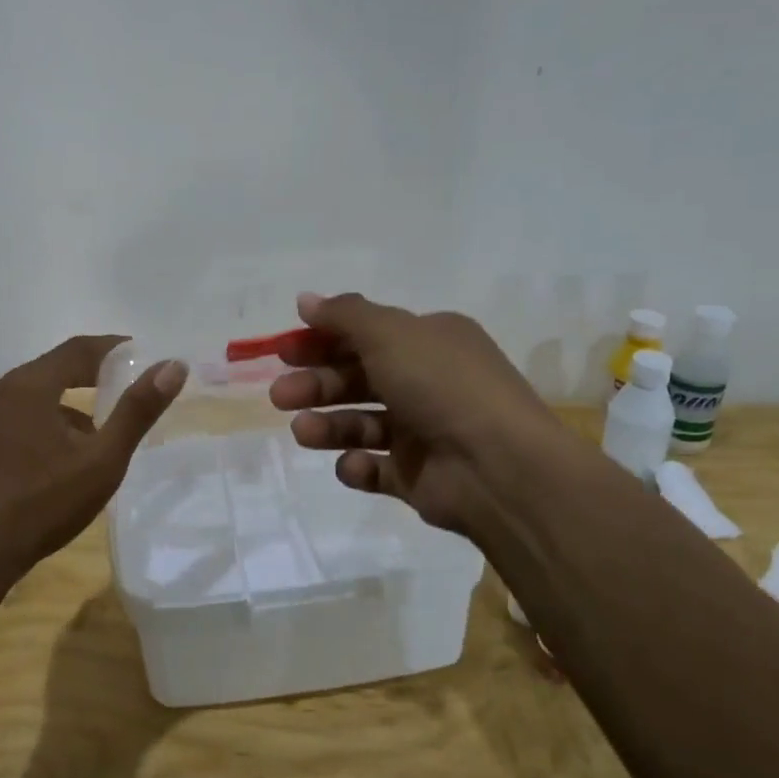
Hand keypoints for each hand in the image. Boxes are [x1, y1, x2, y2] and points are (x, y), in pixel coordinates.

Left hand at [0, 336, 186, 579]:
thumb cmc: (41, 504)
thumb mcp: (101, 459)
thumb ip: (137, 410)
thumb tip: (173, 366)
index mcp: (28, 385)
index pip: (78, 349)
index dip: (113, 348)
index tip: (141, 352)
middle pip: (52, 369)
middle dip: (91, 376)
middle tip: (125, 387)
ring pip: (32, 397)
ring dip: (66, 404)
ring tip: (96, 430)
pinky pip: (14, 418)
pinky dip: (42, 422)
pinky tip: (57, 457)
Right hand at [269, 293, 571, 541]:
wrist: (498, 468)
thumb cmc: (442, 386)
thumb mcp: (390, 335)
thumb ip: (344, 316)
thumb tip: (305, 299)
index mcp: (430, 342)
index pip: (368, 335)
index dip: (323, 340)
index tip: (285, 350)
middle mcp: (428, 382)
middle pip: (359, 380)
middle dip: (317, 385)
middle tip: (280, 395)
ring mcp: (424, 432)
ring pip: (362, 424)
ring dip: (328, 426)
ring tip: (303, 432)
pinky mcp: (418, 478)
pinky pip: (377, 469)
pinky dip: (359, 466)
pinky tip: (353, 465)